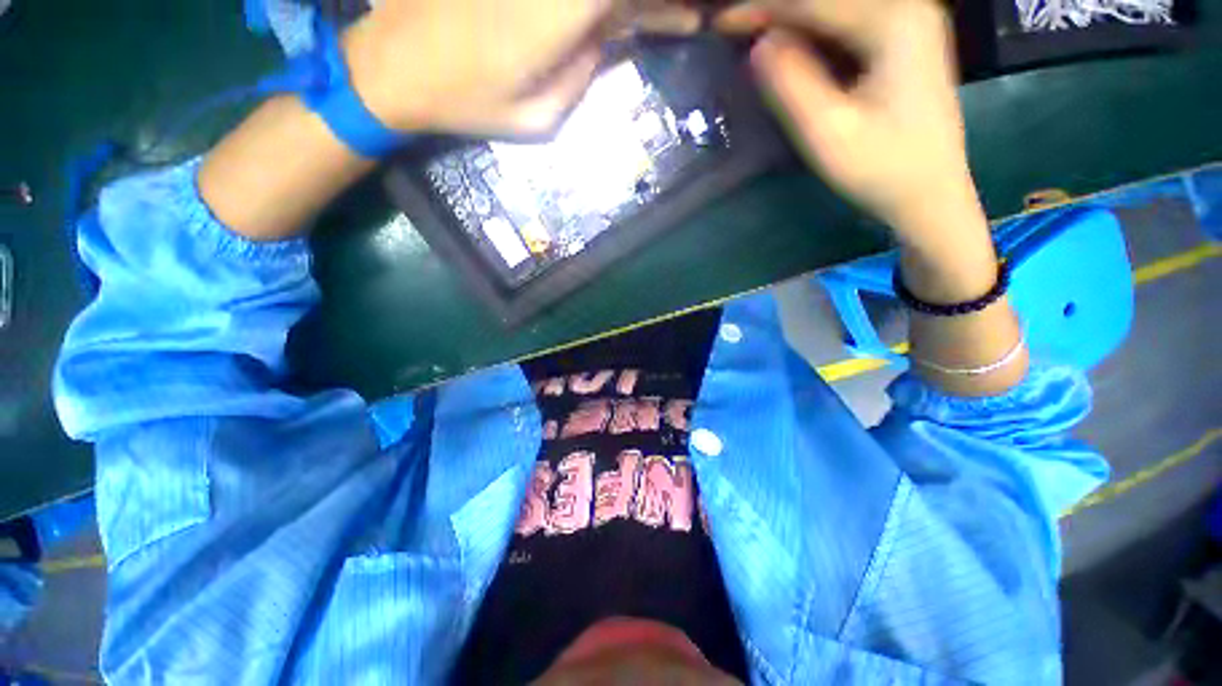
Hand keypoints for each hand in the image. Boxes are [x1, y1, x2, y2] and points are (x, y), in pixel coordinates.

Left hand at [342, 0, 698, 137]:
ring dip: (609, 14)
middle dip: (648, 6)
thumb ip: (580, 78)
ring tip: (632, 29)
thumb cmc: (466, 103)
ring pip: (587, 0)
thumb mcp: (536, 119)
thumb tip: (606, 41)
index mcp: (555, 14)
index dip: (660, 3)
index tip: (686, 15)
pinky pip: (564, 1)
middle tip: (672, 21)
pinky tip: (584, 32)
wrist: (392, 64)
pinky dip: (583, 14)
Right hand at [718, 0, 980, 244]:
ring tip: (753, 39)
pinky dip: (812, 36)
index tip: (720, 23)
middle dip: (776, 12)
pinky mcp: (901, 42)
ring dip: (792, 24)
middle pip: (825, 1)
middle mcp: (905, 7)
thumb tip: (759, 46)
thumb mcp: (827, 132)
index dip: (762, 9)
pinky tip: (789, 52)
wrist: (928, 193)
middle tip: (733, 31)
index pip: (814, 2)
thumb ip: (791, 84)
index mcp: (894, 21)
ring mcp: (907, 23)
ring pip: (835, 12)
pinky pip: (846, 27)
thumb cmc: (880, 168)